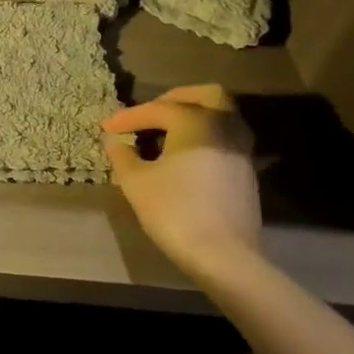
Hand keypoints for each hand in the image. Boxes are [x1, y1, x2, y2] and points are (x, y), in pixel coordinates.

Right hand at [102, 84, 260, 277]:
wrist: (224, 257)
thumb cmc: (174, 210)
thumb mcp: (136, 182)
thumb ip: (122, 155)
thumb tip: (114, 141)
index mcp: (195, 122)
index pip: (157, 109)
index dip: (128, 117)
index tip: (106, 128)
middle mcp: (223, 127)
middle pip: (207, 96)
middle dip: (177, 99)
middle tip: (152, 112)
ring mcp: (240, 151)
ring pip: (222, 117)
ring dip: (195, 117)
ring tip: (167, 134)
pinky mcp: (246, 174)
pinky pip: (225, 139)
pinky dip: (205, 137)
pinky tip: (185, 156)